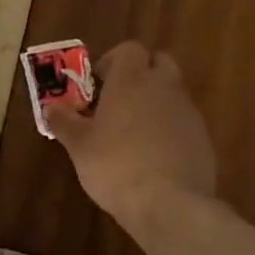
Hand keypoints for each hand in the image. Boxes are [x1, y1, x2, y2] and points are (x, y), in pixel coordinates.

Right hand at [48, 41, 216, 233]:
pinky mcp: (203, 139)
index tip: (99, 85)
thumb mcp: (79, 145)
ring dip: (156, 104)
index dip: (113, 61)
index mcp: (132, 79)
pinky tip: (155, 158)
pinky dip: (171, 130)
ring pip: (173, 94)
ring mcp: (188, 112)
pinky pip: (184, 123)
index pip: (130, 49)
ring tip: (134, 134)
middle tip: (119, 101)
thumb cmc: (116, 165)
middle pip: (158, 63)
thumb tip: (51, 107)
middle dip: (141, 75)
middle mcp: (164, 87)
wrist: (171, 205)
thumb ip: (63, 121)